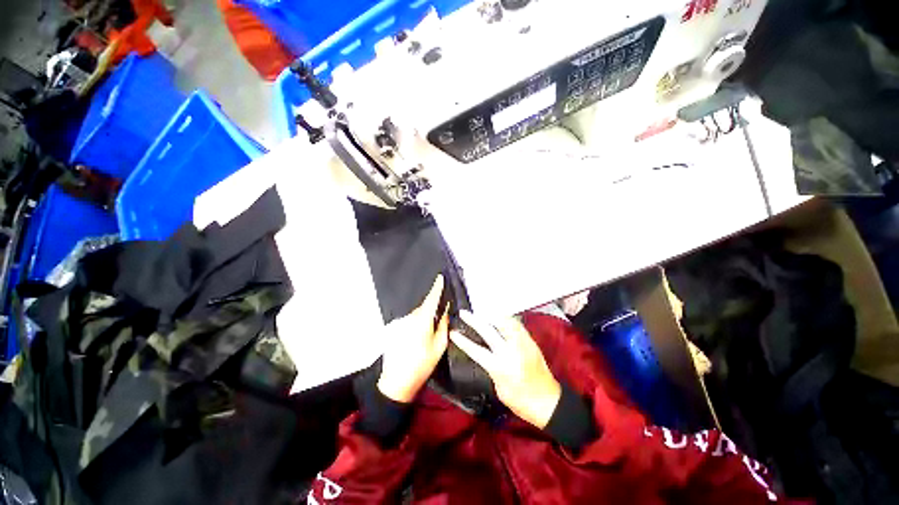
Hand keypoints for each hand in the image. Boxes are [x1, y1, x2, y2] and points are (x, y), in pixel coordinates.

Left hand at [378, 275, 448, 402]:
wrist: (396, 382)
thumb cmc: (420, 365)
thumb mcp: (439, 347)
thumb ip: (443, 326)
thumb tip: (445, 312)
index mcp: (422, 321)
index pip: (431, 299)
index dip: (436, 287)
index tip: (440, 278)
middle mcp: (410, 318)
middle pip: (424, 308)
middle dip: (431, 312)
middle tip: (437, 325)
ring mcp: (400, 323)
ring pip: (416, 316)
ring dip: (422, 321)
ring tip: (424, 340)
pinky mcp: (395, 329)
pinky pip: (409, 322)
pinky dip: (415, 327)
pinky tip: (415, 342)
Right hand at [450, 311, 560, 428]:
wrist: (549, 402)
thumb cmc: (521, 402)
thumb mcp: (499, 389)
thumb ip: (491, 368)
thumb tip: (486, 354)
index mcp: (500, 367)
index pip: (476, 350)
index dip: (462, 341)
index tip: (453, 332)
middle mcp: (511, 352)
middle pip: (488, 331)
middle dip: (474, 320)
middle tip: (464, 313)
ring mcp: (522, 344)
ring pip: (505, 322)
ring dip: (491, 316)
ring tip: (482, 313)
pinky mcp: (531, 342)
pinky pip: (516, 325)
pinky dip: (506, 319)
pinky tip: (500, 318)